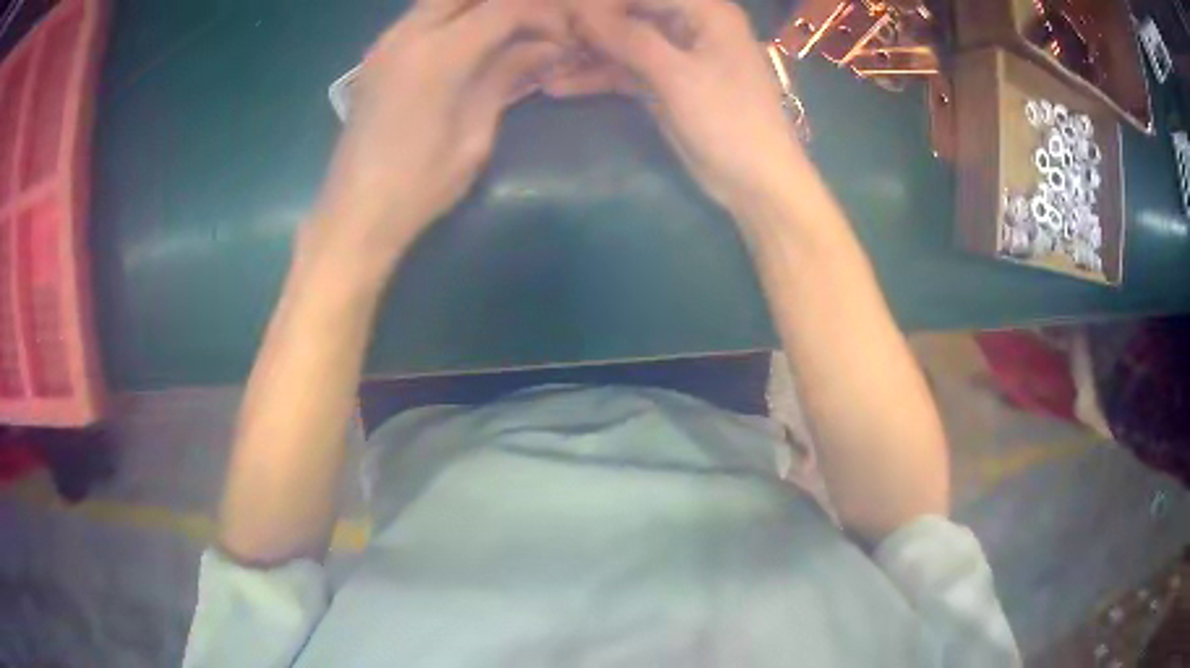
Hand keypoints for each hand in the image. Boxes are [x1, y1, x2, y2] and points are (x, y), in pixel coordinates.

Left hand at [309, 0, 566, 277]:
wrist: (355, 214)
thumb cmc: (419, 186)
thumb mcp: (475, 134)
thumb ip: (506, 77)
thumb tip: (547, 46)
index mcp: (437, 56)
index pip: (503, 8)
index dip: (542, 15)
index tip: (562, 38)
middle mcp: (406, 35)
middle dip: (508, 3)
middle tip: (535, 26)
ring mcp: (385, 42)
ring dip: (478, 7)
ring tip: (509, 31)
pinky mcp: (375, 55)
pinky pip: (421, 15)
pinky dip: (453, 16)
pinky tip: (471, 41)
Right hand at [544, 0, 802, 213]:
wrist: (755, 181)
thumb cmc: (730, 120)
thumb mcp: (678, 76)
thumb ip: (630, 39)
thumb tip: (581, 12)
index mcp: (707, 12)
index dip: (601, 3)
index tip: (558, 12)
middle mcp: (690, 26)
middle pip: (630, 15)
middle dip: (589, 27)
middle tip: (544, 38)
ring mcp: (676, 56)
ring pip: (623, 45)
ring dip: (585, 55)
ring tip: (541, 65)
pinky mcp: (665, 85)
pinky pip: (625, 72)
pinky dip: (597, 78)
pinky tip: (558, 85)